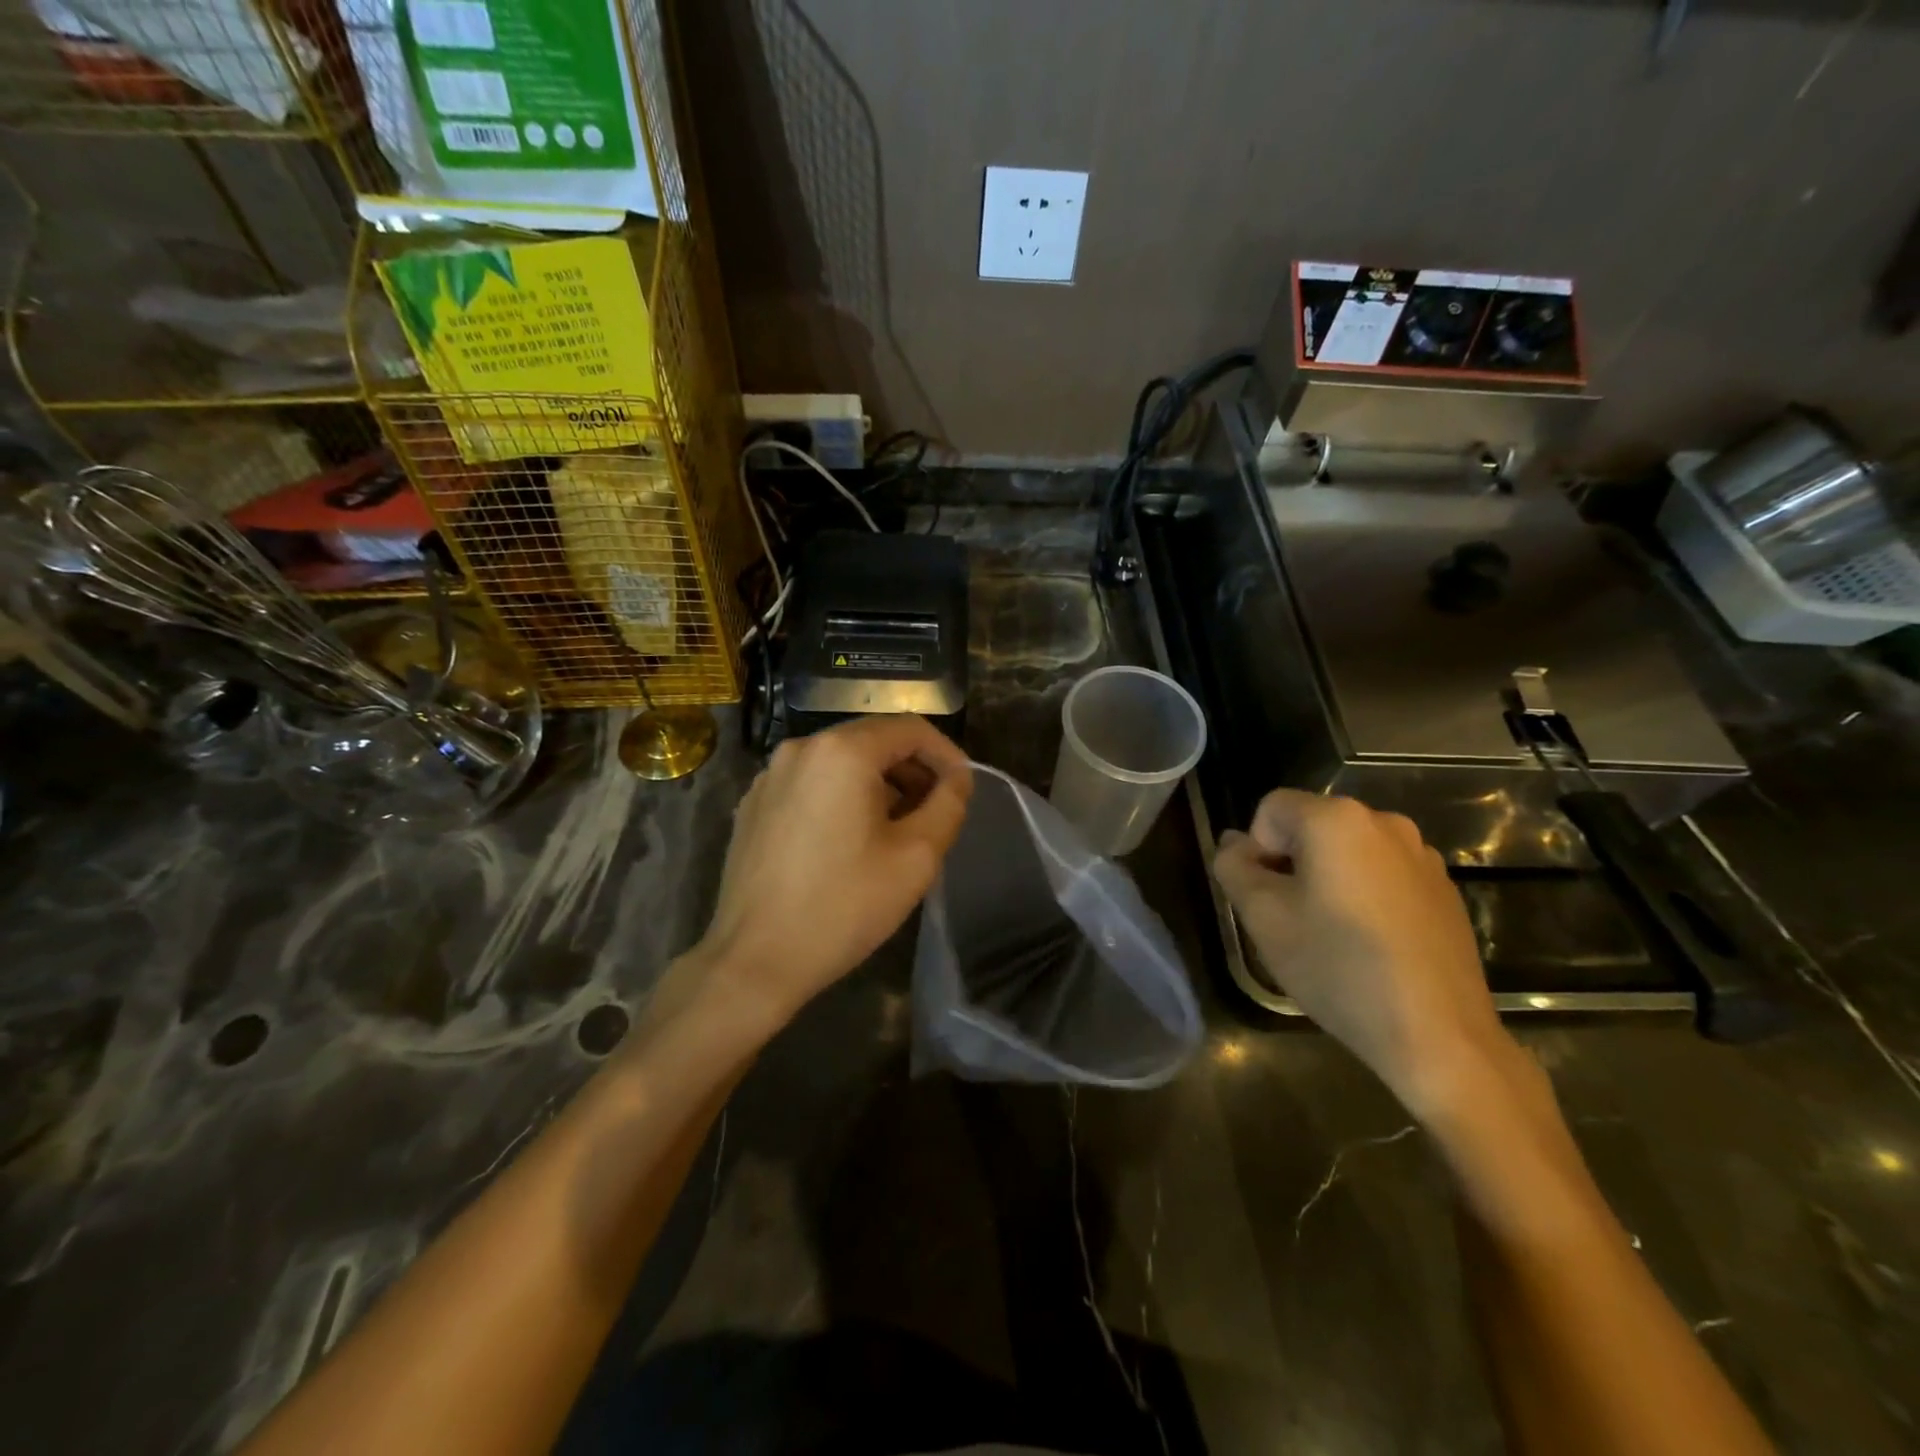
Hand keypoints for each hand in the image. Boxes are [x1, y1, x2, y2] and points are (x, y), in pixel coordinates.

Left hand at [696, 715, 972, 1027]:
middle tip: (934, 813)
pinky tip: (848, 843)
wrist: (756, 960)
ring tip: (896, 831)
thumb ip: (949, 804)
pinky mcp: (753, 806)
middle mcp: (800, 749)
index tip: (963, 789)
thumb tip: (957, 778)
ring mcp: (769, 777)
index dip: (946, 754)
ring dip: (878, 786)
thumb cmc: (844, 905)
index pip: (910, 729)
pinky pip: (811, 785)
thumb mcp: (917, 856)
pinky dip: (841, 798)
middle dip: (912, 771)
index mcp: (842, 751)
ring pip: (840, 763)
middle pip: (873, 741)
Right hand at [1211, 790, 1511, 1118]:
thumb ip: (1234, 868)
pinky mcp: (1444, 889)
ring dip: (1328, 879)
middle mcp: (1384, 822)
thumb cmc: (1337, 967)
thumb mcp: (1263, 917)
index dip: (1257, 850)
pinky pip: (1383, 874)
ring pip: (1348, 852)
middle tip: (1291, 919)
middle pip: (1311, 826)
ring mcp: (1421, 855)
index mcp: (1336, 819)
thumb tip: (1233, 844)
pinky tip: (1370, 944)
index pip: (1270, 809)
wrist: (1438, 1035)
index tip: (1267, 898)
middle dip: (1291, 863)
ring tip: (1331, 934)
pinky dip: (1365, 895)